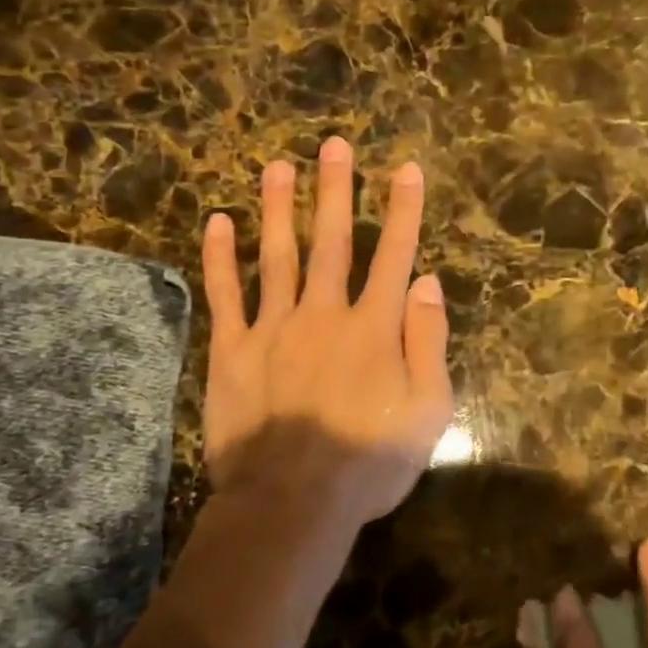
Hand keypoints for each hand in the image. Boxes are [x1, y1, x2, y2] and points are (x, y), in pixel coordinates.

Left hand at [199, 136, 453, 528]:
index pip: (394, 254)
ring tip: (278, 166)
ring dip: (280, 208)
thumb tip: (428, 282)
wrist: (292, 502)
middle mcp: (324, 313)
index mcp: (374, 327)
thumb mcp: (427, 410)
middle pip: (332, 240)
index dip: (402, 209)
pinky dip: (221, 257)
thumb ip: (428, 341)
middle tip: (333, 144)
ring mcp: (273, 327)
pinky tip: (218, 222)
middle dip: (336, 190)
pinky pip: (226, 295)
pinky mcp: (233, 350)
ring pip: (278, 255)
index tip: (404, 168)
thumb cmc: (369, 462)